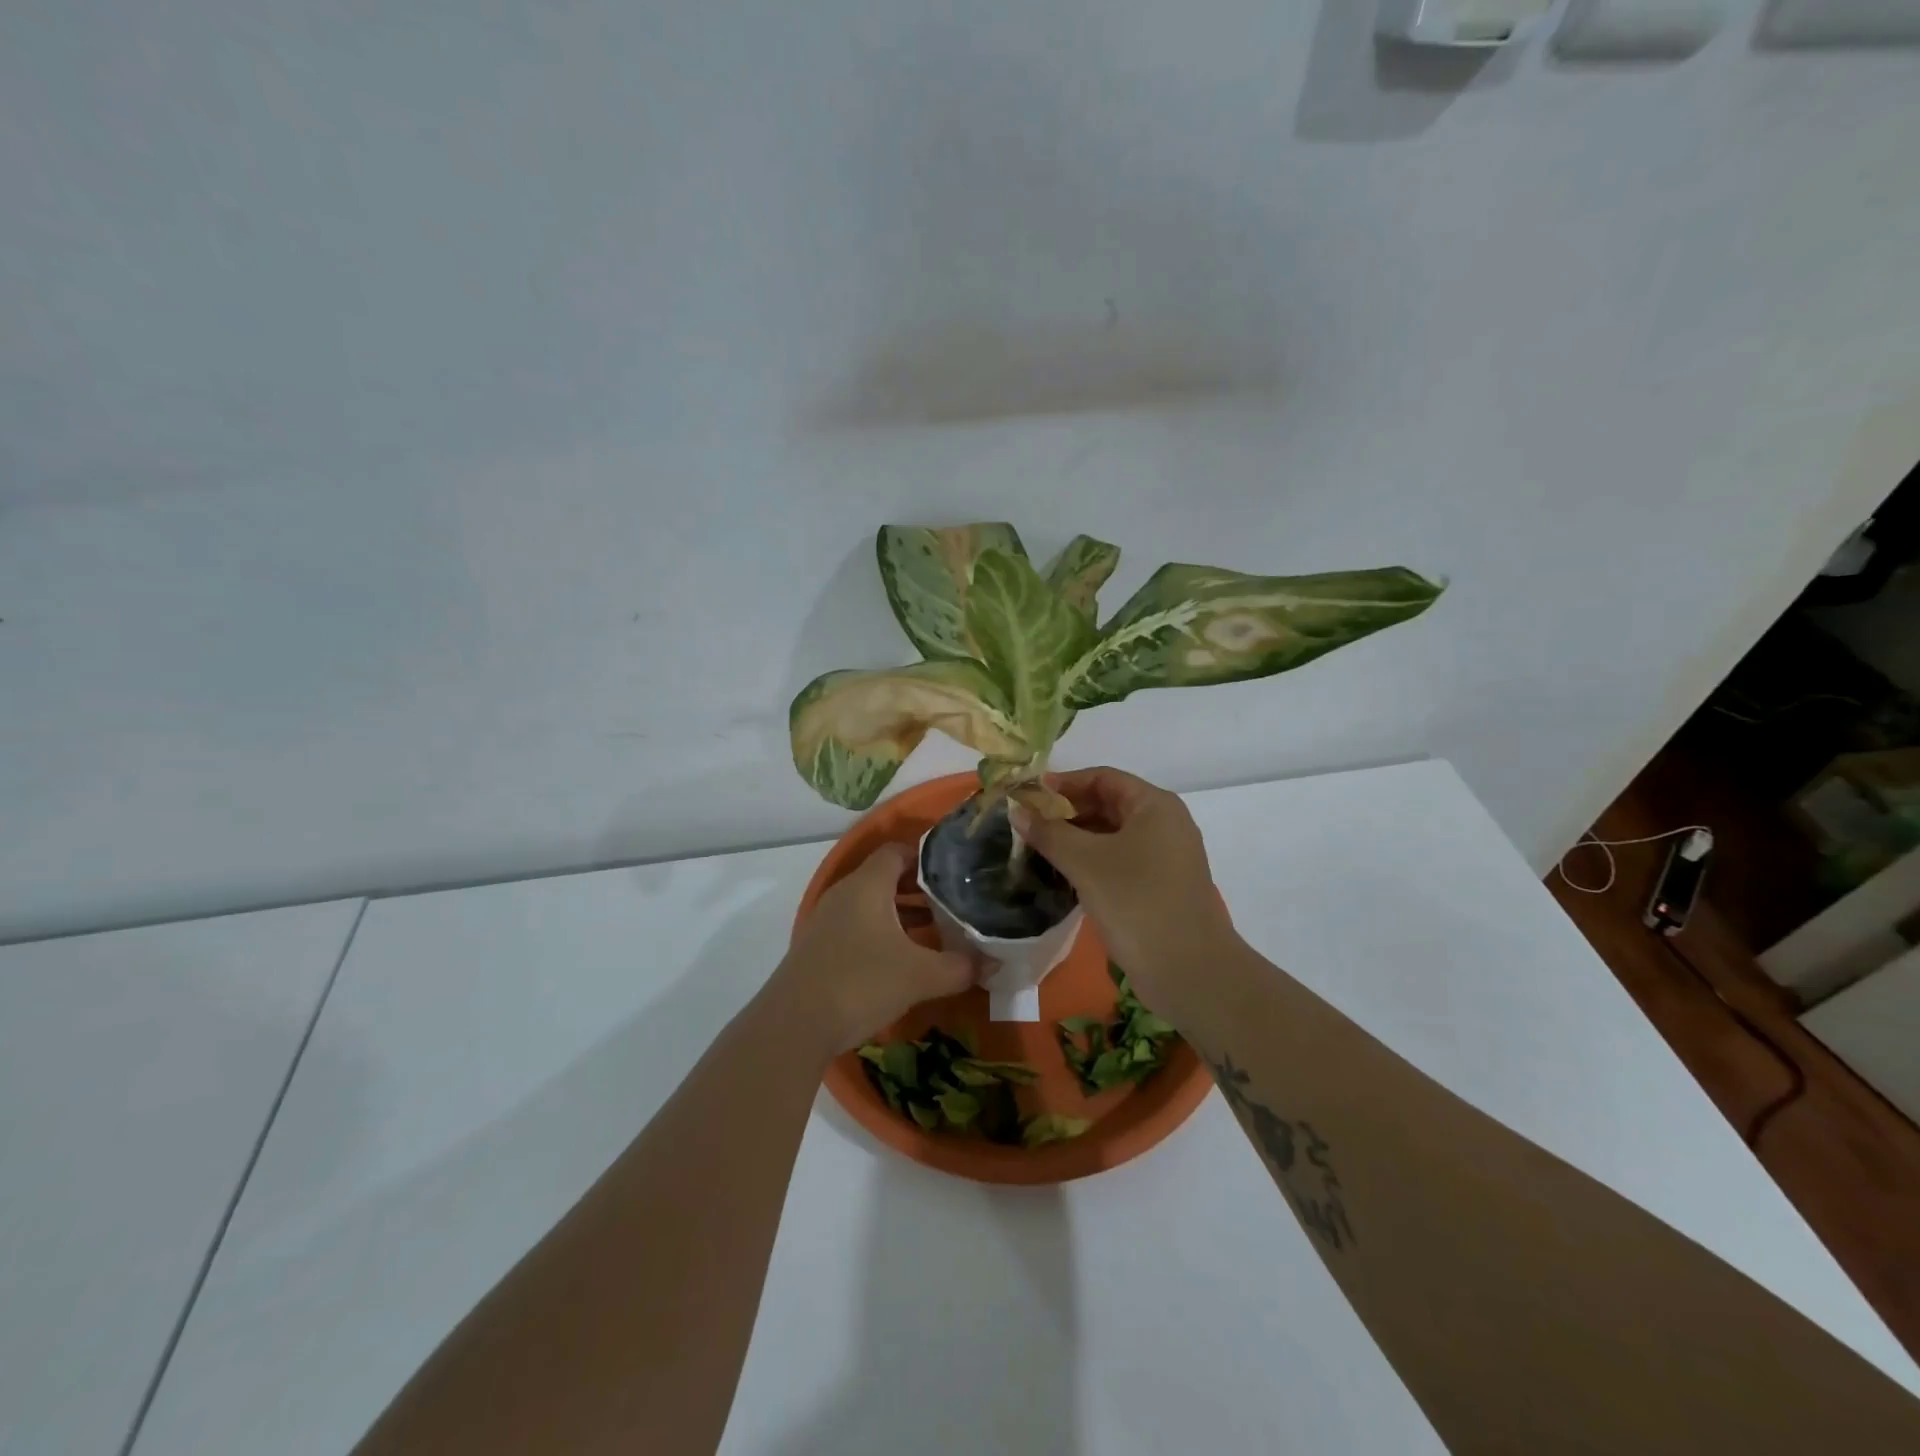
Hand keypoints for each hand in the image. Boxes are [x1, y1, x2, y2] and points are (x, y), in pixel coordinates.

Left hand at [775, 843, 973, 1054]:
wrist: (793, 1026)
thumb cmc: (860, 983)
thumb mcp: (920, 976)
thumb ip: (961, 966)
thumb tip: (995, 961)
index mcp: (867, 884)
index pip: (897, 851)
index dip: (926, 857)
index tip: (955, 872)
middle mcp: (845, 894)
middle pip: (885, 877)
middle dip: (920, 889)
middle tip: (953, 903)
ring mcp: (827, 921)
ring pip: (871, 904)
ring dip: (901, 914)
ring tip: (936, 931)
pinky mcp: (819, 947)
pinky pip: (857, 926)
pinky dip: (882, 933)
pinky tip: (902, 959)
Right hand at [1012, 767, 1236, 998]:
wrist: (1189, 971)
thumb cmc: (1136, 903)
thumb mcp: (1086, 863)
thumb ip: (1049, 832)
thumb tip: (1017, 810)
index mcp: (1154, 805)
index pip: (1102, 778)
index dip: (1063, 783)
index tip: (1027, 796)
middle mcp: (1165, 824)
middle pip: (1108, 804)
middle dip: (1067, 812)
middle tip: (1027, 824)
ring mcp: (1166, 857)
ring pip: (1113, 835)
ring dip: (1076, 838)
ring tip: (1037, 848)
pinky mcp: (1161, 886)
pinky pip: (1120, 860)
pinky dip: (1091, 861)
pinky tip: (1063, 875)